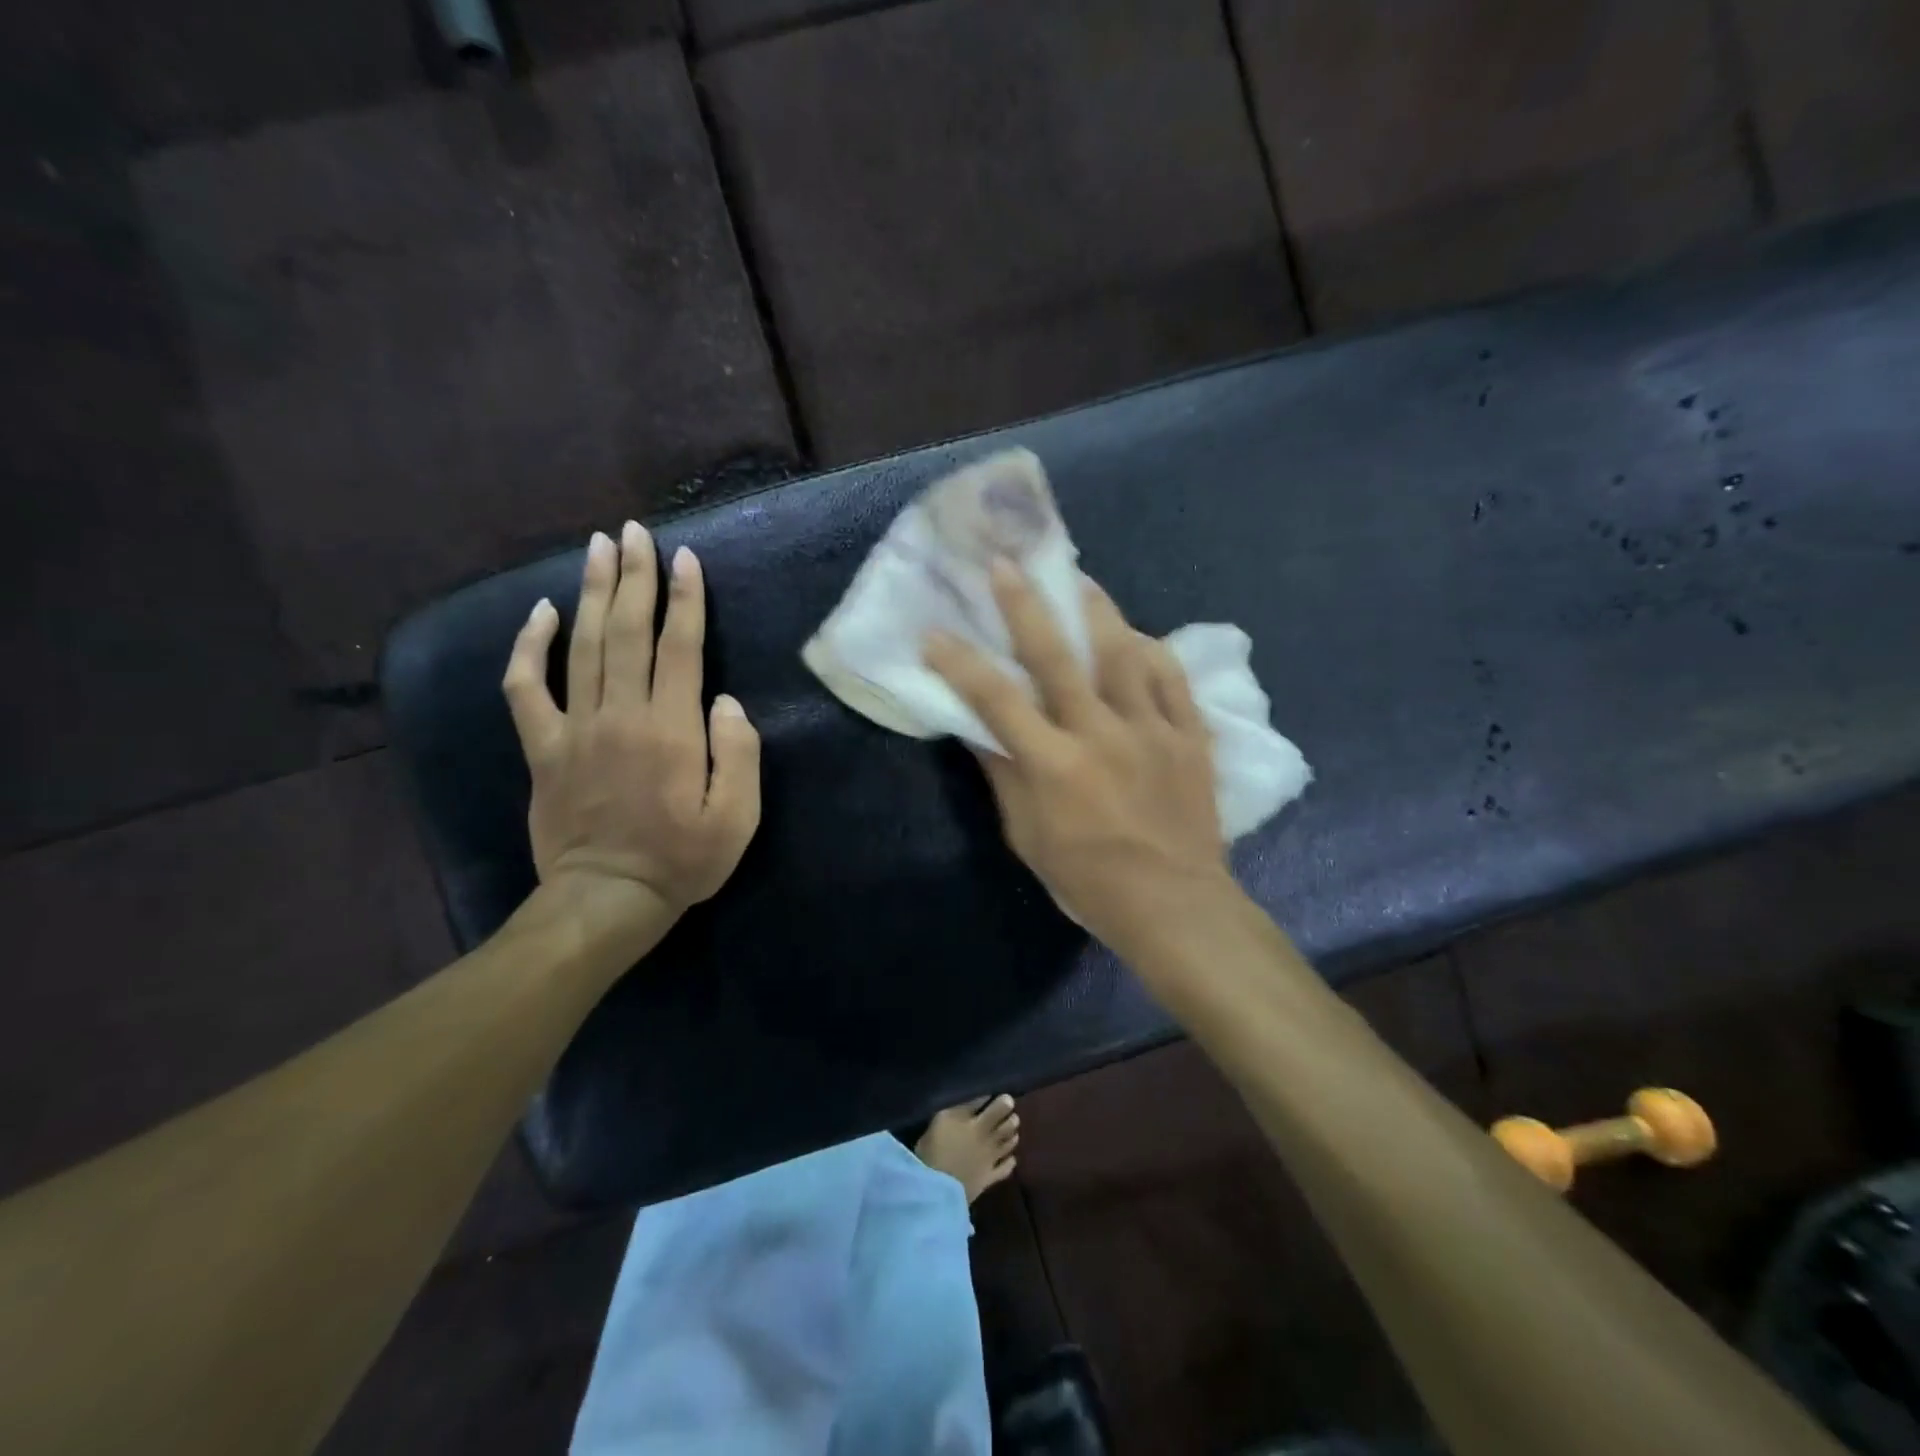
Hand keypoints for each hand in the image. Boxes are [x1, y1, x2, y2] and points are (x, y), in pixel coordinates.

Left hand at [502, 523, 761, 925]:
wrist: (606, 899)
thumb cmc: (682, 860)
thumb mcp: (737, 817)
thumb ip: (739, 753)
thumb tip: (726, 702)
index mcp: (672, 729)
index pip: (680, 647)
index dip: (685, 599)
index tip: (686, 558)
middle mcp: (621, 715)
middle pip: (626, 631)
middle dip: (634, 577)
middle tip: (635, 532)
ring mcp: (576, 728)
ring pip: (581, 645)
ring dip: (590, 592)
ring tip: (598, 548)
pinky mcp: (543, 747)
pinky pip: (525, 688)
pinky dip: (527, 648)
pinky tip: (537, 615)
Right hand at [923, 561, 1232, 957]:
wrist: (1174, 905)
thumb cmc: (1089, 880)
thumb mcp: (1028, 837)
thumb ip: (1004, 777)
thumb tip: (977, 729)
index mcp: (1054, 764)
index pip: (995, 699)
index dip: (960, 662)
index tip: (934, 632)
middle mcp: (1100, 733)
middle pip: (1058, 657)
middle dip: (1025, 605)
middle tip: (1005, 564)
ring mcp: (1152, 729)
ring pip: (1123, 652)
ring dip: (1096, 610)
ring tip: (1078, 579)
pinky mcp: (1190, 735)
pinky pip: (1174, 679)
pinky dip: (1154, 652)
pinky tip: (1138, 637)